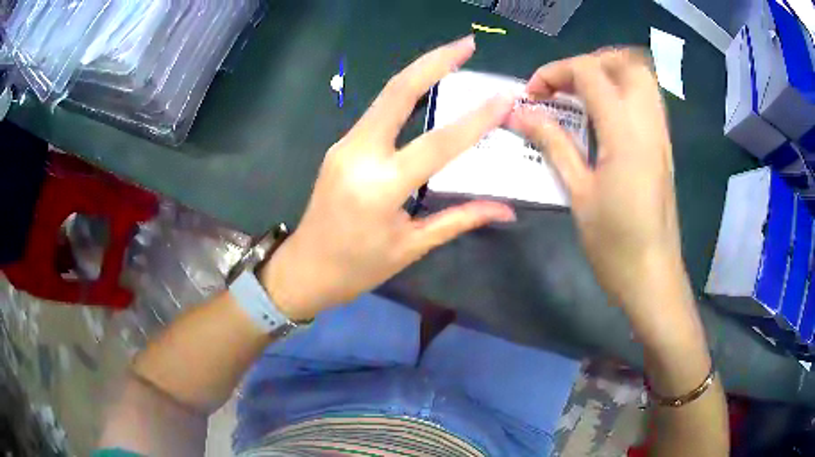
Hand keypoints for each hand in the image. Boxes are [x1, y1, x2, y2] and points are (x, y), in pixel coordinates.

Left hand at [262, 36, 516, 319]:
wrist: (306, 268)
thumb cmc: (358, 267)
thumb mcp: (412, 246)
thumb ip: (460, 219)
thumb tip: (506, 210)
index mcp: (380, 187)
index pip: (437, 144)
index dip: (475, 120)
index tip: (503, 98)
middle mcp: (359, 154)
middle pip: (398, 92)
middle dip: (434, 61)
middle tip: (467, 43)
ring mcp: (345, 145)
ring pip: (386, 96)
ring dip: (419, 72)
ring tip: (453, 56)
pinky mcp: (341, 145)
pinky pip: (378, 112)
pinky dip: (405, 95)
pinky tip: (427, 89)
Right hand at [509, 49, 687, 324]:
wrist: (653, 277)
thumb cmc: (615, 244)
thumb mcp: (579, 194)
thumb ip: (553, 144)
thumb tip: (520, 114)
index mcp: (625, 134)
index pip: (590, 73)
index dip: (555, 71)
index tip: (533, 94)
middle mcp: (649, 124)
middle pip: (626, 63)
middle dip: (590, 62)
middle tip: (565, 85)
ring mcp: (661, 135)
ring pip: (642, 78)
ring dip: (609, 74)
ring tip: (582, 95)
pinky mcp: (664, 148)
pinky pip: (647, 101)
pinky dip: (623, 93)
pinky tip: (604, 118)